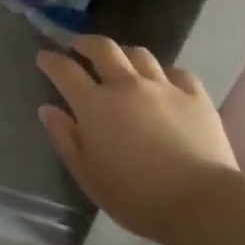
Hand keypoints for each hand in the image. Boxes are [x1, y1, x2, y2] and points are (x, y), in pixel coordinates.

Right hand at [36, 36, 237, 244]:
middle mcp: (126, 85)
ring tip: (121, 61)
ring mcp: (163, 87)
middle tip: (79, 46)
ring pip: (140, 54)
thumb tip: (48, 109)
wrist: (200, 201)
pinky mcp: (195, 96)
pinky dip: (164, 73)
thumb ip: (65, 138)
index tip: (43, 57)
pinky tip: (164, 81)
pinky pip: (177, 72)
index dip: (51, 60)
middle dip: (86, 43)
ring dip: (124, 53)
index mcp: (95, 105)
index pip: (66, 71)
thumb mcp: (87, 175)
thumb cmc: (135, 196)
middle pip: (103, 49)